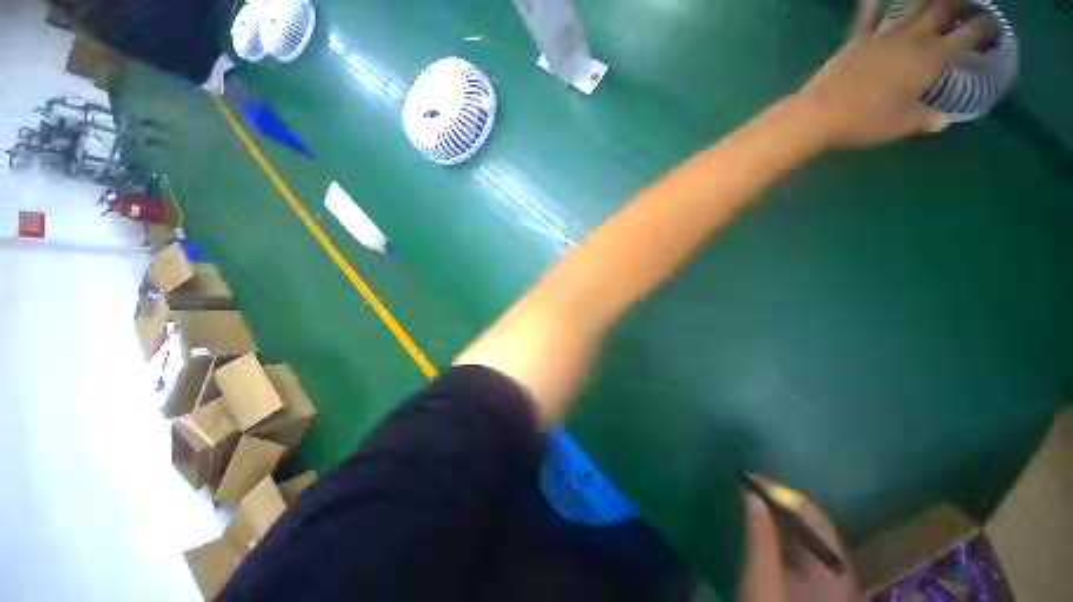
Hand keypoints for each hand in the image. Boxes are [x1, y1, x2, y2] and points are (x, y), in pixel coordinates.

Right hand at [739, 477, 861, 601]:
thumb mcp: (761, 578)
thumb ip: (759, 534)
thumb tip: (751, 493)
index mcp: (834, 568)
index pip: (812, 517)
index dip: (782, 493)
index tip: (753, 477)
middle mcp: (842, 570)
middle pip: (815, 524)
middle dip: (783, 502)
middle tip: (752, 485)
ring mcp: (835, 580)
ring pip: (811, 535)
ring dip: (784, 515)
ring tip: (757, 499)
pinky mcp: (823, 586)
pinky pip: (808, 548)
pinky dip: (787, 532)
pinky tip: (769, 526)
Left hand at [794, 0, 995, 145]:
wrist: (819, 114)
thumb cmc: (863, 122)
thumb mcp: (901, 125)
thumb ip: (925, 119)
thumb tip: (942, 120)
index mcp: (930, 61)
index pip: (967, 36)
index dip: (983, 28)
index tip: (992, 26)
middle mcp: (912, 40)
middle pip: (942, 10)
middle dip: (959, 2)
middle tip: (967, 3)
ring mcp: (883, 36)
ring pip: (912, 5)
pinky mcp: (857, 39)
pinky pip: (868, 13)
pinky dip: (875, 1)